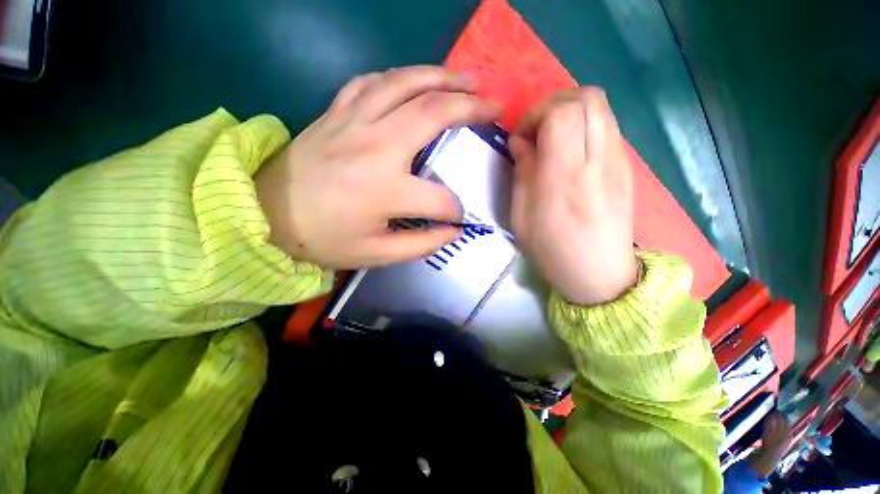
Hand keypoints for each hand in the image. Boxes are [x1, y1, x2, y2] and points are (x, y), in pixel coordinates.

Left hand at [256, 66, 498, 268]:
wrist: (265, 214)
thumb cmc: (323, 238)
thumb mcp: (377, 254)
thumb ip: (421, 244)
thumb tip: (453, 232)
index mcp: (386, 190)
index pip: (441, 199)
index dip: (455, 210)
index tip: (458, 217)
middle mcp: (375, 147)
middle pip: (433, 114)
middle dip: (471, 108)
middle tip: (494, 106)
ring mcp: (354, 122)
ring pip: (406, 84)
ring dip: (442, 78)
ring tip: (468, 80)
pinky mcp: (337, 111)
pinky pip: (374, 82)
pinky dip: (401, 77)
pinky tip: (416, 81)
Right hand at [510, 87, 637, 305]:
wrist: (601, 275)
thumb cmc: (553, 251)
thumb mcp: (521, 218)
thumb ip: (522, 173)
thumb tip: (521, 142)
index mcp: (566, 178)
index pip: (562, 114)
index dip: (535, 115)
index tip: (521, 139)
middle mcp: (598, 160)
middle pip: (587, 97)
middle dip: (554, 105)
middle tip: (536, 133)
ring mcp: (618, 161)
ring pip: (600, 106)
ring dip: (570, 113)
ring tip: (552, 141)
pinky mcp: (626, 166)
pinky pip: (606, 126)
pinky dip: (584, 126)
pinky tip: (570, 154)